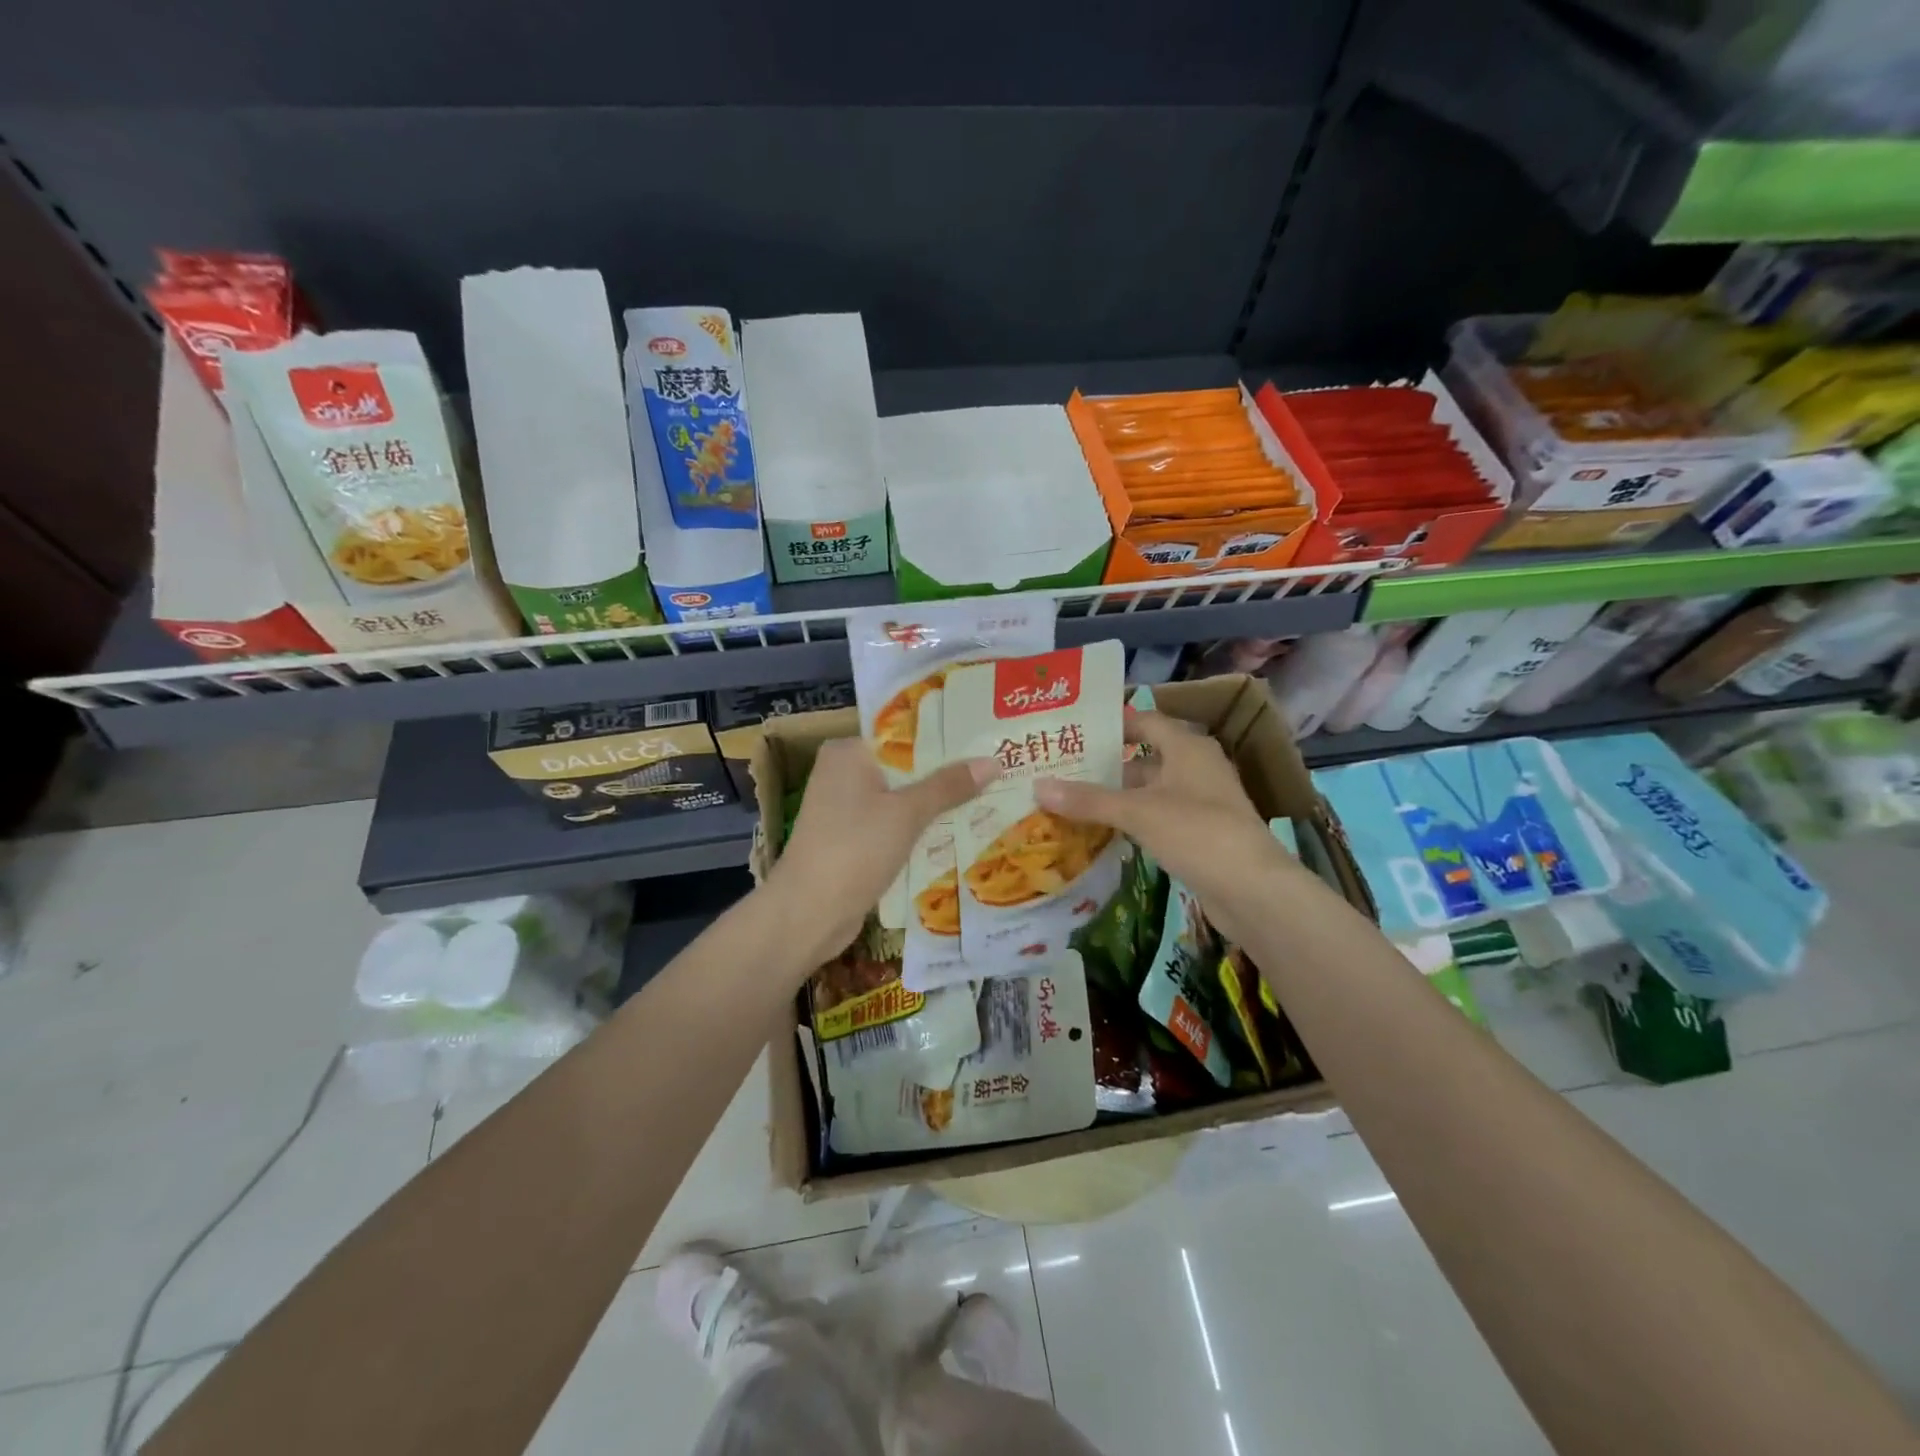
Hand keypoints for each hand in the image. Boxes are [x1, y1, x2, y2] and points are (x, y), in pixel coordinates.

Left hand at [765, 737, 996, 966]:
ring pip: (901, 800)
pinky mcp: (850, 841)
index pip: (903, 734)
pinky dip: (917, 830)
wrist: (808, 913)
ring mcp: (844, 809)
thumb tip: (994, 762)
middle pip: (905, 768)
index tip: (985, 741)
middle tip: (997, 771)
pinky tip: (957, 833)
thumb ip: (949, 786)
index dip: (944, 739)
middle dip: (946, 775)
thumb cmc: (855, 849)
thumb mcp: (907, 813)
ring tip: (989, 798)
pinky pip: (893, 826)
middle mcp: (842, 773)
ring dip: (935, 805)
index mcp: (848, 752)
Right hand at [1033, 710, 1299, 945]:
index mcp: (1187, 747)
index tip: (1073, 729)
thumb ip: (1088, 799)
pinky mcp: (1200, 834)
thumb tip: (1038, 786)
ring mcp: (1201, 802)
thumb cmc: (1197, 833)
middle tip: (1060, 768)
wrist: (1253, 890)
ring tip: (1071, 799)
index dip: (1111, 723)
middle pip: (1144, 758)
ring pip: (1149, 791)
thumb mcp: (1138, 812)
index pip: (1144, 721)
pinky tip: (1102, 831)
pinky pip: (1158, 817)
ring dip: (1116, 796)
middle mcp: (1196, 767)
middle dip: (1105, 764)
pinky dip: (1132, 820)